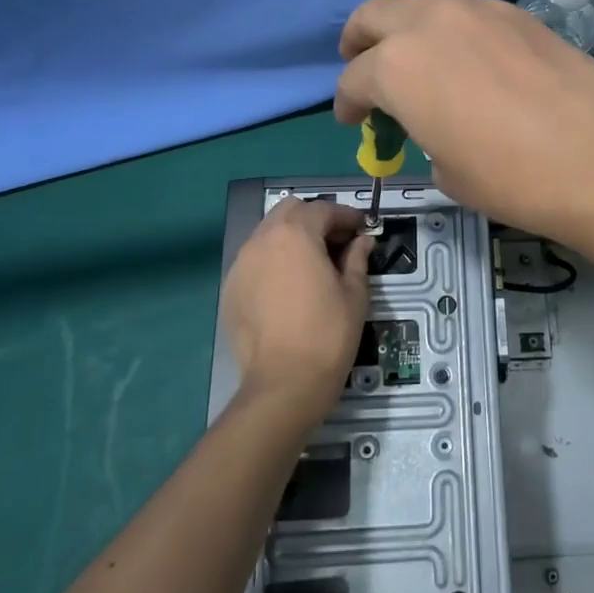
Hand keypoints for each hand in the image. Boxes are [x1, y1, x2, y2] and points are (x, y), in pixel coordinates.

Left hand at [222, 198, 372, 427]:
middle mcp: (262, 240)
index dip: (346, 216)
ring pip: (268, 234)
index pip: (323, 209)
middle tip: (336, 243)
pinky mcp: (230, 289)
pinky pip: (254, 261)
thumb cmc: (328, 333)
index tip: (362, 230)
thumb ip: (357, 258)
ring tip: (312, 264)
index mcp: (296, 234)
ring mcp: (241, 264)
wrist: (284, 383)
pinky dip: (273, 262)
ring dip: (291, 238)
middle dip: (314, 219)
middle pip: (289, 211)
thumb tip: (362, 241)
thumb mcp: (354, 293)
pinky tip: (288, 287)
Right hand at [334, 0, 593, 249]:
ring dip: (409, 27)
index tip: (354, 120)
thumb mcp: (450, 173)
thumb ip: (427, 137)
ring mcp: (478, 10)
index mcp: (398, 68)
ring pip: (425, 2)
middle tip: (362, 66)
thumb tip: (438, 127)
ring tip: (419, 59)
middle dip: (360, 41)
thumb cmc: (514, 179)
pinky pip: (468, 10)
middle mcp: (430, 23)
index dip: (348, 103)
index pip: (356, 80)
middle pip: (375, 15)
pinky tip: (470, 58)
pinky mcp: (518, 13)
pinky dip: (453, 28)